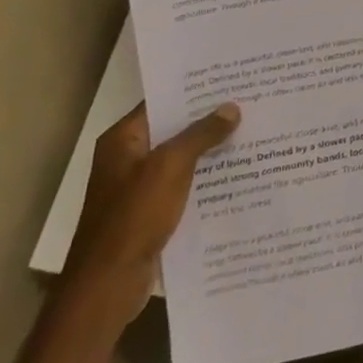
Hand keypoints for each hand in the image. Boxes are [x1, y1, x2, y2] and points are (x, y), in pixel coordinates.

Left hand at [59, 103, 239, 336]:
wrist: (108, 284)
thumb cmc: (133, 217)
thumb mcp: (170, 167)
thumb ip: (201, 135)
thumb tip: (231, 108)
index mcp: (123, 140)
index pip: (162, 102)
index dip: (195, 91)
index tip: (232, 79)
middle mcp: (128, 159)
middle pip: (174, 130)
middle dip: (210, 119)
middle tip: (252, 102)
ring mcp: (139, 187)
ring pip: (183, 159)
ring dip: (212, 150)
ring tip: (254, 133)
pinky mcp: (152, 212)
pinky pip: (185, 185)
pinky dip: (207, 178)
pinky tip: (239, 174)